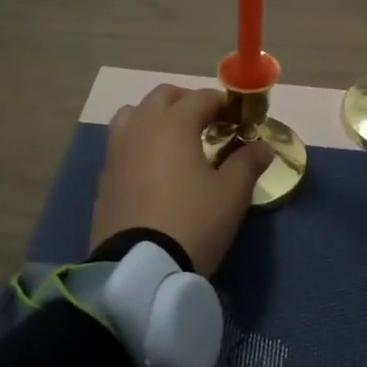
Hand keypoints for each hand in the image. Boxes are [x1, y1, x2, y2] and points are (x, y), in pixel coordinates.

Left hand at [89, 84, 272, 276]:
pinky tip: (154, 169)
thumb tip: (262, 146)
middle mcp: (141, 128)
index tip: (239, 120)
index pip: (202, 97)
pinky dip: (140, 143)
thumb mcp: (232, 193)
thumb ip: (248, 162)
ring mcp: (117, 152)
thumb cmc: (193, 222)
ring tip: (175, 141)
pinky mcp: (104, 178)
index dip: (224, 104)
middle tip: (209, 124)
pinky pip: (122, 145)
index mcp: (174, 124)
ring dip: (156, 117)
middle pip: (163, 96)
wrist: (139, 269)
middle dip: (188, 102)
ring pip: (134, 115)